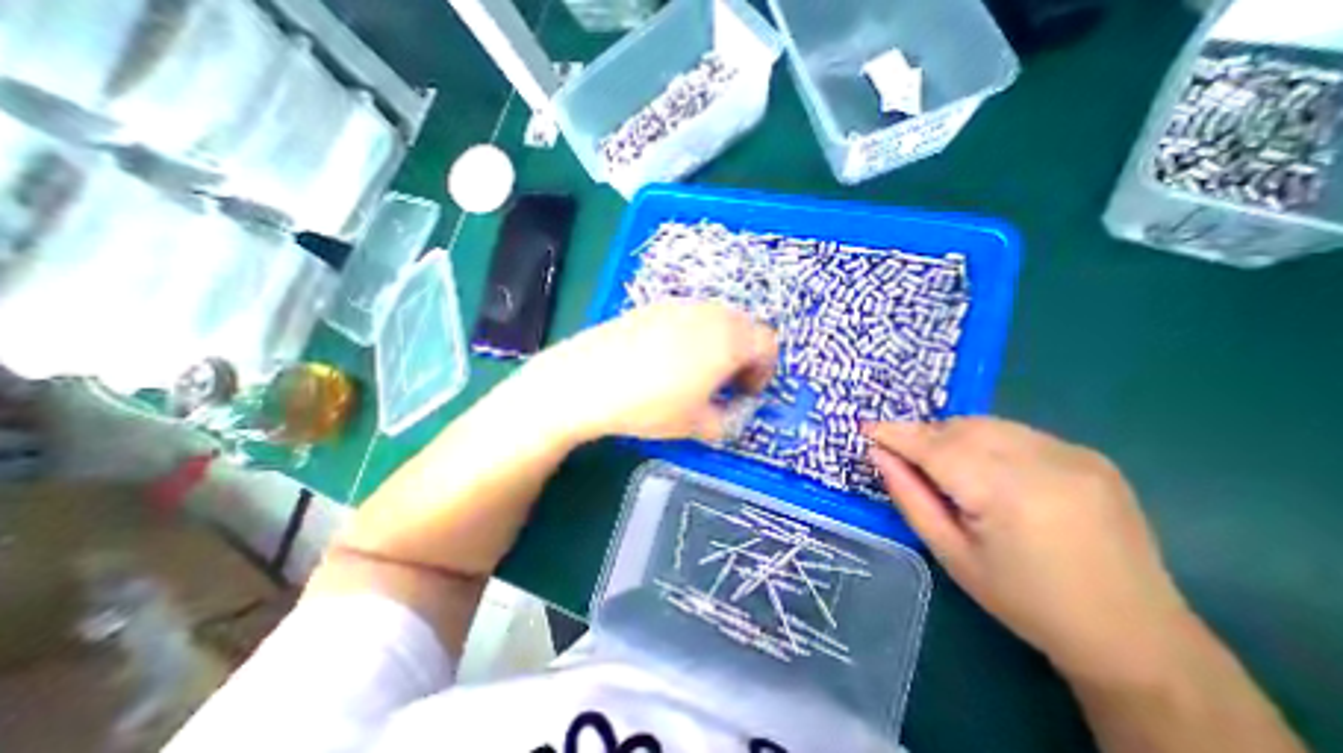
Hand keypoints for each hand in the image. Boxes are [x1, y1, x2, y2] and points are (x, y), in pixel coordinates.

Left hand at [519, 300, 784, 444]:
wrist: (589, 379)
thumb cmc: (651, 405)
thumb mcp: (697, 425)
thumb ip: (726, 421)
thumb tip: (731, 415)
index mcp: (730, 339)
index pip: (768, 344)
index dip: (764, 371)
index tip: (745, 392)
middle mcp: (711, 314)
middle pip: (745, 328)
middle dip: (744, 357)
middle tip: (725, 384)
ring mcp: (681, 305)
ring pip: (717, 321)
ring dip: (720, 345)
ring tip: (698, 372)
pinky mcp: (655, 305)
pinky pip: (689, 317)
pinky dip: (694, 335)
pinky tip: (670, 359)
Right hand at [865, 416, 1190, 687]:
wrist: (1135, 636)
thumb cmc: (1024, 600)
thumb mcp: (949, 553)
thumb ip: (909, 496)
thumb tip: (879, 454)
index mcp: (1008, 493)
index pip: (934, 447)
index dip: (895, 434)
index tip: (864, 428)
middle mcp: (1044, 462)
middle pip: (959, 427)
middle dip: (922, 435)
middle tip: (902, 456)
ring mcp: (1073, 454)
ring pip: (985, 423)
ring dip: (951, 435)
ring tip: (942, 465)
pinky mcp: (1089, 455)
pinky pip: (1014, 432)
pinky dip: (984, 440)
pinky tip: (985, 470)